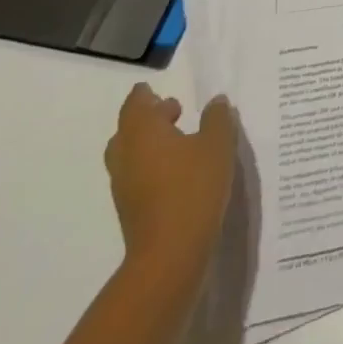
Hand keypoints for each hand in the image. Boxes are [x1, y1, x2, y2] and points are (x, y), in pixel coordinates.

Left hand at [103, 83, 235, 277]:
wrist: (170, 253)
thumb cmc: (194, 187)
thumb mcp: (218, 144)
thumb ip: (217, 118)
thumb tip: (215, 101)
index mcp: (143, 132)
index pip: (135, 104)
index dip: (144, 95)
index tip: (153, 89)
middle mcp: (126, 155)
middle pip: (128, 129)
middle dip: (147, 118)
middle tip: (173, 111)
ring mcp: (124, 185)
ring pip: (130, 154)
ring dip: (149, 143)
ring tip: (179, 141)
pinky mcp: (130, 209)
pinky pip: (136, 175)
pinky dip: (151, 165)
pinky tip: (177, 171)